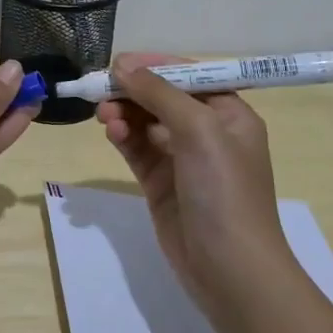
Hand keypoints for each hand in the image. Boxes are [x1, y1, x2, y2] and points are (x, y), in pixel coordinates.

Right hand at [95, 53, 292, 319]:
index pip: (189, 77)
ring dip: (124, 113)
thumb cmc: (224, 191)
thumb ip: (159, 93)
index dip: (155, 66)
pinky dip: (123, 137)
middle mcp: (208, 132)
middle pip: (163, 98)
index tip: (119, 63)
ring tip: (104, 116)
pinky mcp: (161, 183)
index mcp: (230, 115)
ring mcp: (183, 159)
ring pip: (145, 123)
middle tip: (102, 90)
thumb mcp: (198, 130)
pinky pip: (137, 149)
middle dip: (133, 91)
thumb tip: (122, 65)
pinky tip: (111, 132)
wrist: (230, 269)